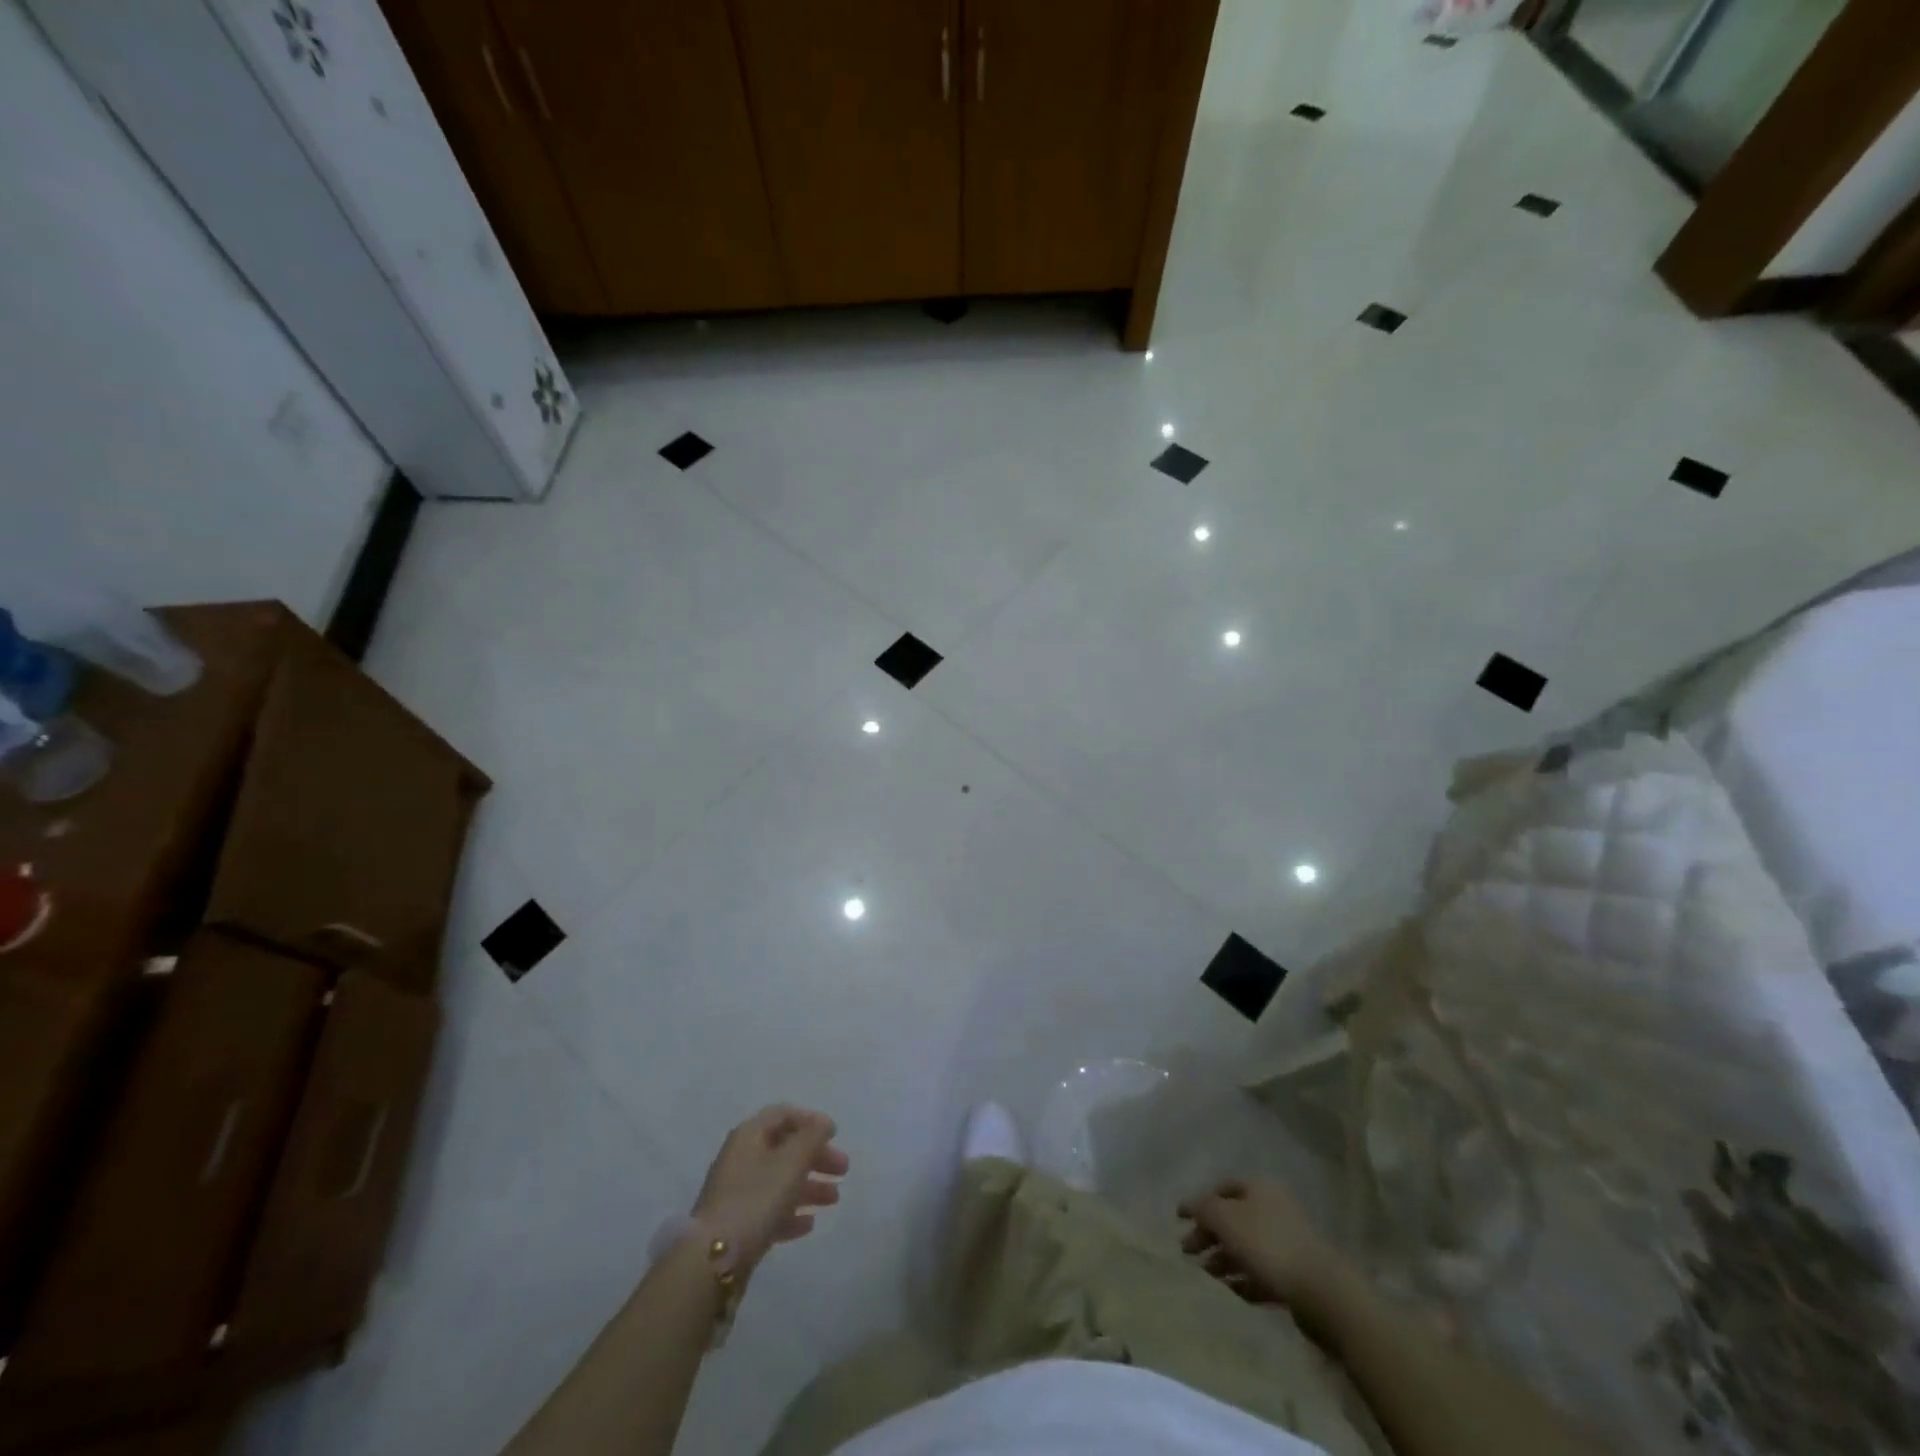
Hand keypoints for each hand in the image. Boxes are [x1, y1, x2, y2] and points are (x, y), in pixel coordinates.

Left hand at [692, 1105, 849, 1272]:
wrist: (712, 1260)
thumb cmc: (756, 1199)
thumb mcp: (791, 1162)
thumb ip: (812, 1138)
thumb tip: (823, 1123)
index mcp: (749, 1135)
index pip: (783, 1114)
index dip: (810, 1120)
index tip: (834, 1135)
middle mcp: (741, 1158)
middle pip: (785, 1148)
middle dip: (816, 1157)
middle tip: (843, 1170)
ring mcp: (737, 1193)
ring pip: (780, 1180)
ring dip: (809, 1186)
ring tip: (834, 1199)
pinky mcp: (737, 1225)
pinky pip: (769, 1209)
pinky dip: (791, 1212)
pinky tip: (809, 1224)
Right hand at [1178, 1177, 1347, 1315]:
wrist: (1321, 1292)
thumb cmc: (1266, 1244)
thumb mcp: (1224, 1218)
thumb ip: (1201, 1208)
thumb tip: (1187, 1205)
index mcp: (1259, 1188)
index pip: (1221, 1188)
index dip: (1199, 1202)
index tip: (1179, 1221)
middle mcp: (1274, 1209)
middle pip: (1233, 1219)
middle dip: (1209, 1234)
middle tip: (1188, 1252)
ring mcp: (1287, 1242)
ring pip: (1246, 1247)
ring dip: (1223, 1259)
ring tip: (1206, 1275)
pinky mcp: (1295, 1275)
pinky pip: (1262, 1273)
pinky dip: (1244, 1279)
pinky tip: (1231, 1290)